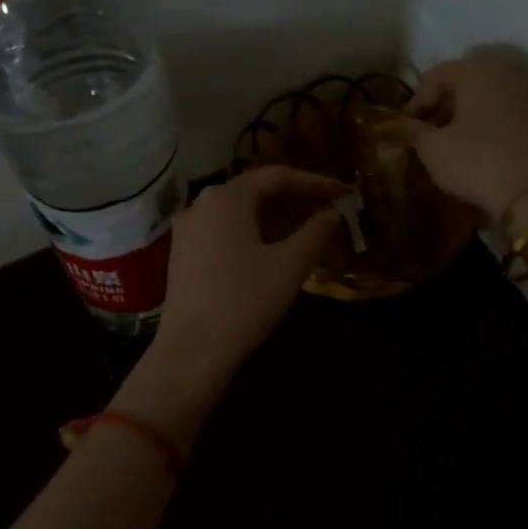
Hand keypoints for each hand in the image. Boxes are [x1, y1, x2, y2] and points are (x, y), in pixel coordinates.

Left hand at [128, 167, 347, 433]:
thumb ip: (316, 232)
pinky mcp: (183, 256)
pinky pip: (225, 232)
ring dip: (276, 218)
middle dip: (296, 199)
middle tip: (329, 210)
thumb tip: (333, 213)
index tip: (344, 193)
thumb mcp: (290, 264)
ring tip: (308, 231)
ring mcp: (188, 231)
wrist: (193, 352)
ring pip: (240, 213)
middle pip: (256, 191)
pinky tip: (274, 251)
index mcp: (226, 198)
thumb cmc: (245, 301)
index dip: (315, 182)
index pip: (277, 176)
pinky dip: (254, 233)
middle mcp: (201, 205)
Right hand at [393, 56, 527, 222]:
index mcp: (475, 70)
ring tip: (442, 142)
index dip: (414, 104)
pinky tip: (467, 145)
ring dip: (458, 114)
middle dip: (438, 107)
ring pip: (480, 95)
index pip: (434, 77)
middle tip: (421, 135)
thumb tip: (389, 126)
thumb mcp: (433, 148)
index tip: (403, 130)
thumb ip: (410, 130)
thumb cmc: (474, 162)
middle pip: (460, 82)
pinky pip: (498, 108)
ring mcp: (523, 92)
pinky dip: (479, 120)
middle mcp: (502, 71)